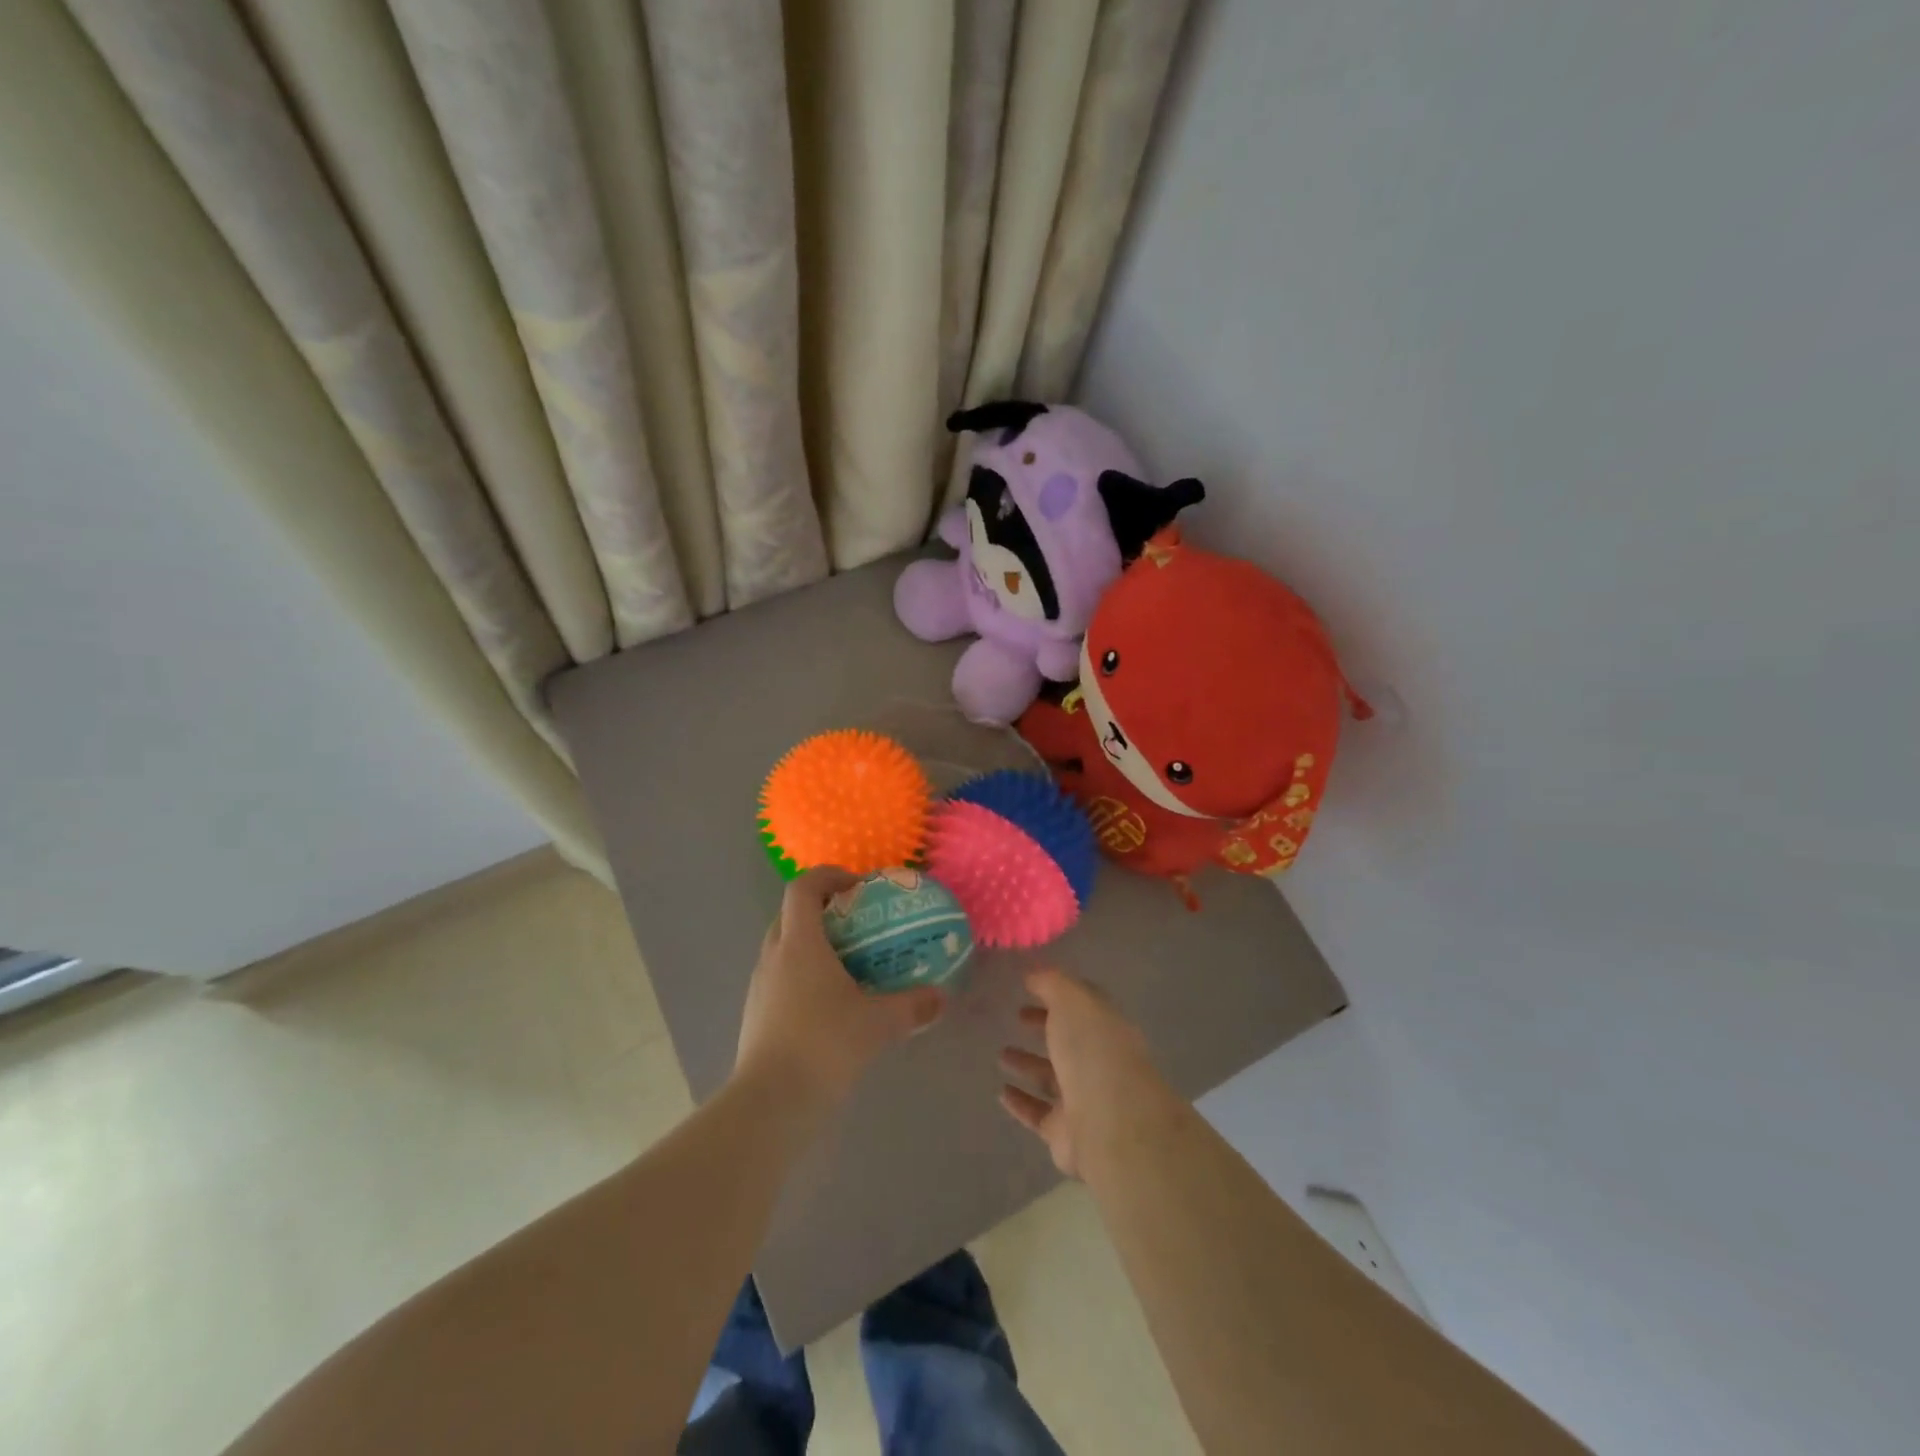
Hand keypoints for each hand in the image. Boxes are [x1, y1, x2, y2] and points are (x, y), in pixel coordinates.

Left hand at [735, 868, 945, 1113]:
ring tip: (849, 964)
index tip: (859, 886)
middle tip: (859, 924)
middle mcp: (773, 955)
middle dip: (824, 910)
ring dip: (813, 944)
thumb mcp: (878, 1023)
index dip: (829, 876)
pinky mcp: (756, 1013)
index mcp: (799, 942)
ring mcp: (760, 985)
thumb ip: (913, 1005)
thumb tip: (941, 997)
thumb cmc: (824, 1045)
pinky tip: (830, 1003)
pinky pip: (780, 976)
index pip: (803, 887)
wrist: (771, 1103)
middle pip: (792, 914)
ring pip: (784, 947)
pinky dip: (804, 974)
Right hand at [998, 967, 1175, 1179]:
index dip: (1057, 994)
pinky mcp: (1065, 1132)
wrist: (1109, 1123)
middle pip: (1068, 1041)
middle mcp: (1099, 1061)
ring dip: (1027, 1064)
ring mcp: (1083, 1098)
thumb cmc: (1092, 1050)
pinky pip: (1038, 1113)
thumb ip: (1051, 983)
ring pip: (1051, 1077)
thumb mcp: (1072, 1001)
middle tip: (1017, 1016)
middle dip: (1043, 1027)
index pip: (1082, 1005)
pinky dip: (1020, 1103)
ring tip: (1000, 1054)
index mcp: (1106, 1027)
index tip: (1029, 987)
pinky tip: (1001, 1093)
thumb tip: (1033, 974)